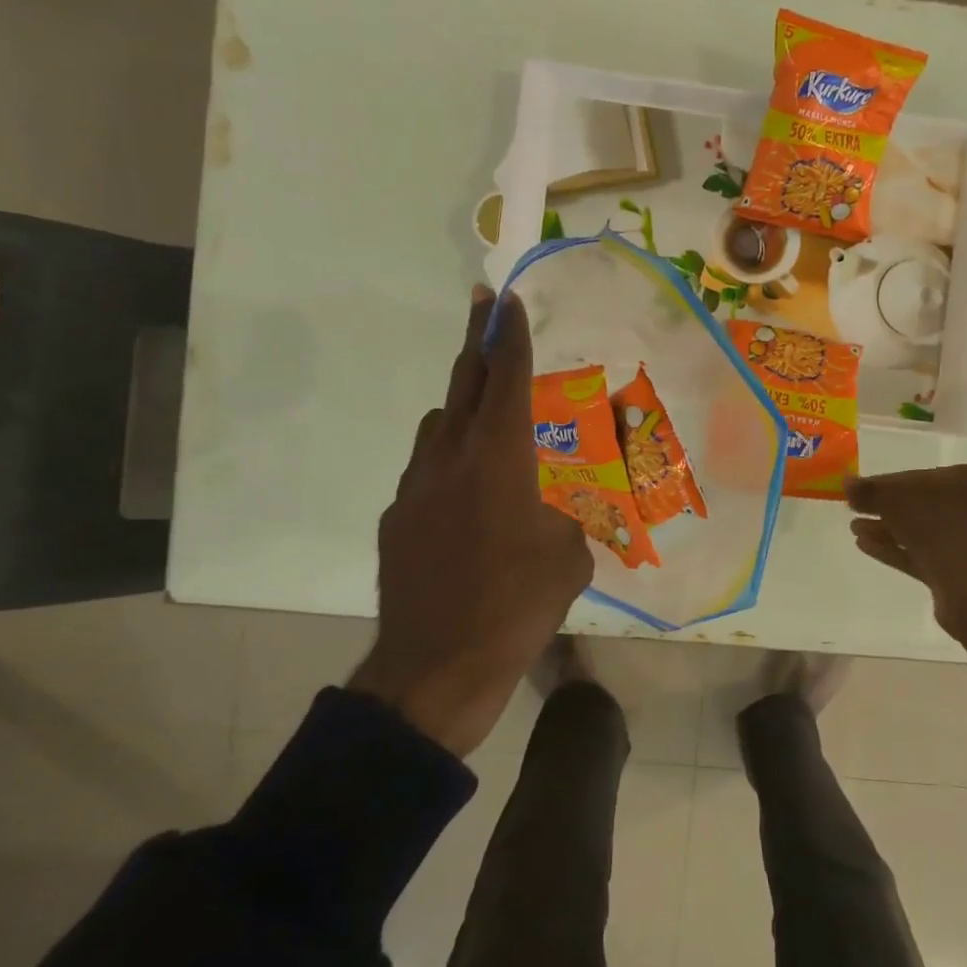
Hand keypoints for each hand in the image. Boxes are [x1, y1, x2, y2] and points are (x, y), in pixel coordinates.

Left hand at [349, 287, 592, 756]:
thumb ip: (564, 520)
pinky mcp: (397, 518)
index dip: (510, 337)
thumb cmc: (517, 606)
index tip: (507, 301)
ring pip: (438, 426)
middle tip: (483, 308)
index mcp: (500, 459)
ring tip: (484, 421)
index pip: (506, 380)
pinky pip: (424, 471)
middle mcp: (452, 458)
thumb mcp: (569, 559)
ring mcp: (416, 487)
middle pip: (463, 383)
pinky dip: (445, 463)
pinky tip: (463, 500)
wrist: (438, 666)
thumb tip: (555, 514)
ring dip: (460, 408)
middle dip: (477, 341)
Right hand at [845, 466, 966, 640]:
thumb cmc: (941, 531)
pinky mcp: (954, 570)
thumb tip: (847, 483)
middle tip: (852, 508)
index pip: (917, 476)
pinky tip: (864, 545)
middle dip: (883, 507)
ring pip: (916, 530)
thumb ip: (870, 490)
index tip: (856, 490)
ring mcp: (964, 541)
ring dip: (885, 528)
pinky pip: (918, 553)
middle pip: (917, 503)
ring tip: (854, 529)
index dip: (883, 483)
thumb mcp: (897, 501)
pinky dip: (892, 548)